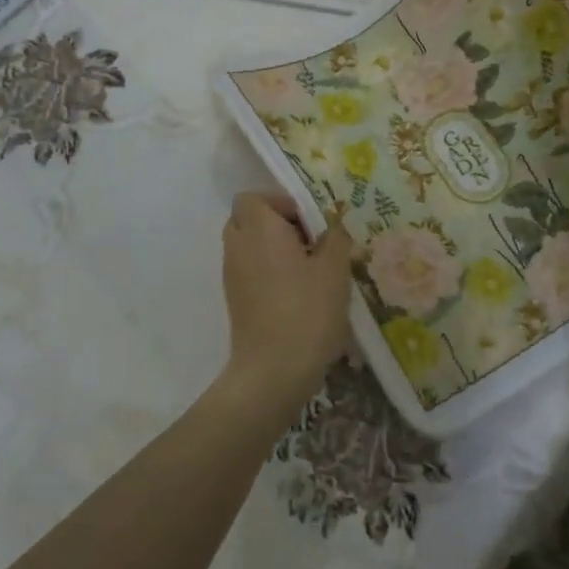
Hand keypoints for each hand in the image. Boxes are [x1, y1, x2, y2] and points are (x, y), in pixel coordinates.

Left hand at [220, 191, 352, 416]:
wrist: (274, 370)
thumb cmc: (307, 310)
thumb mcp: (335, 270)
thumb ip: (336, 239)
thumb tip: (333, 228)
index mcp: (259, 229)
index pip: (252, 197)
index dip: (280, 203)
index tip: (310, 223)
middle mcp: (238, 247)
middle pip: (247, 219)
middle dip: (276, 225)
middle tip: (309, 243)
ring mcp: (232, 276)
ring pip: (248, 247)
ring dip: (273, 250)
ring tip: (308, 271)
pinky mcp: (235, 301)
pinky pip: (249, 271)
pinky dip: (267, 272)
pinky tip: (297, 294)